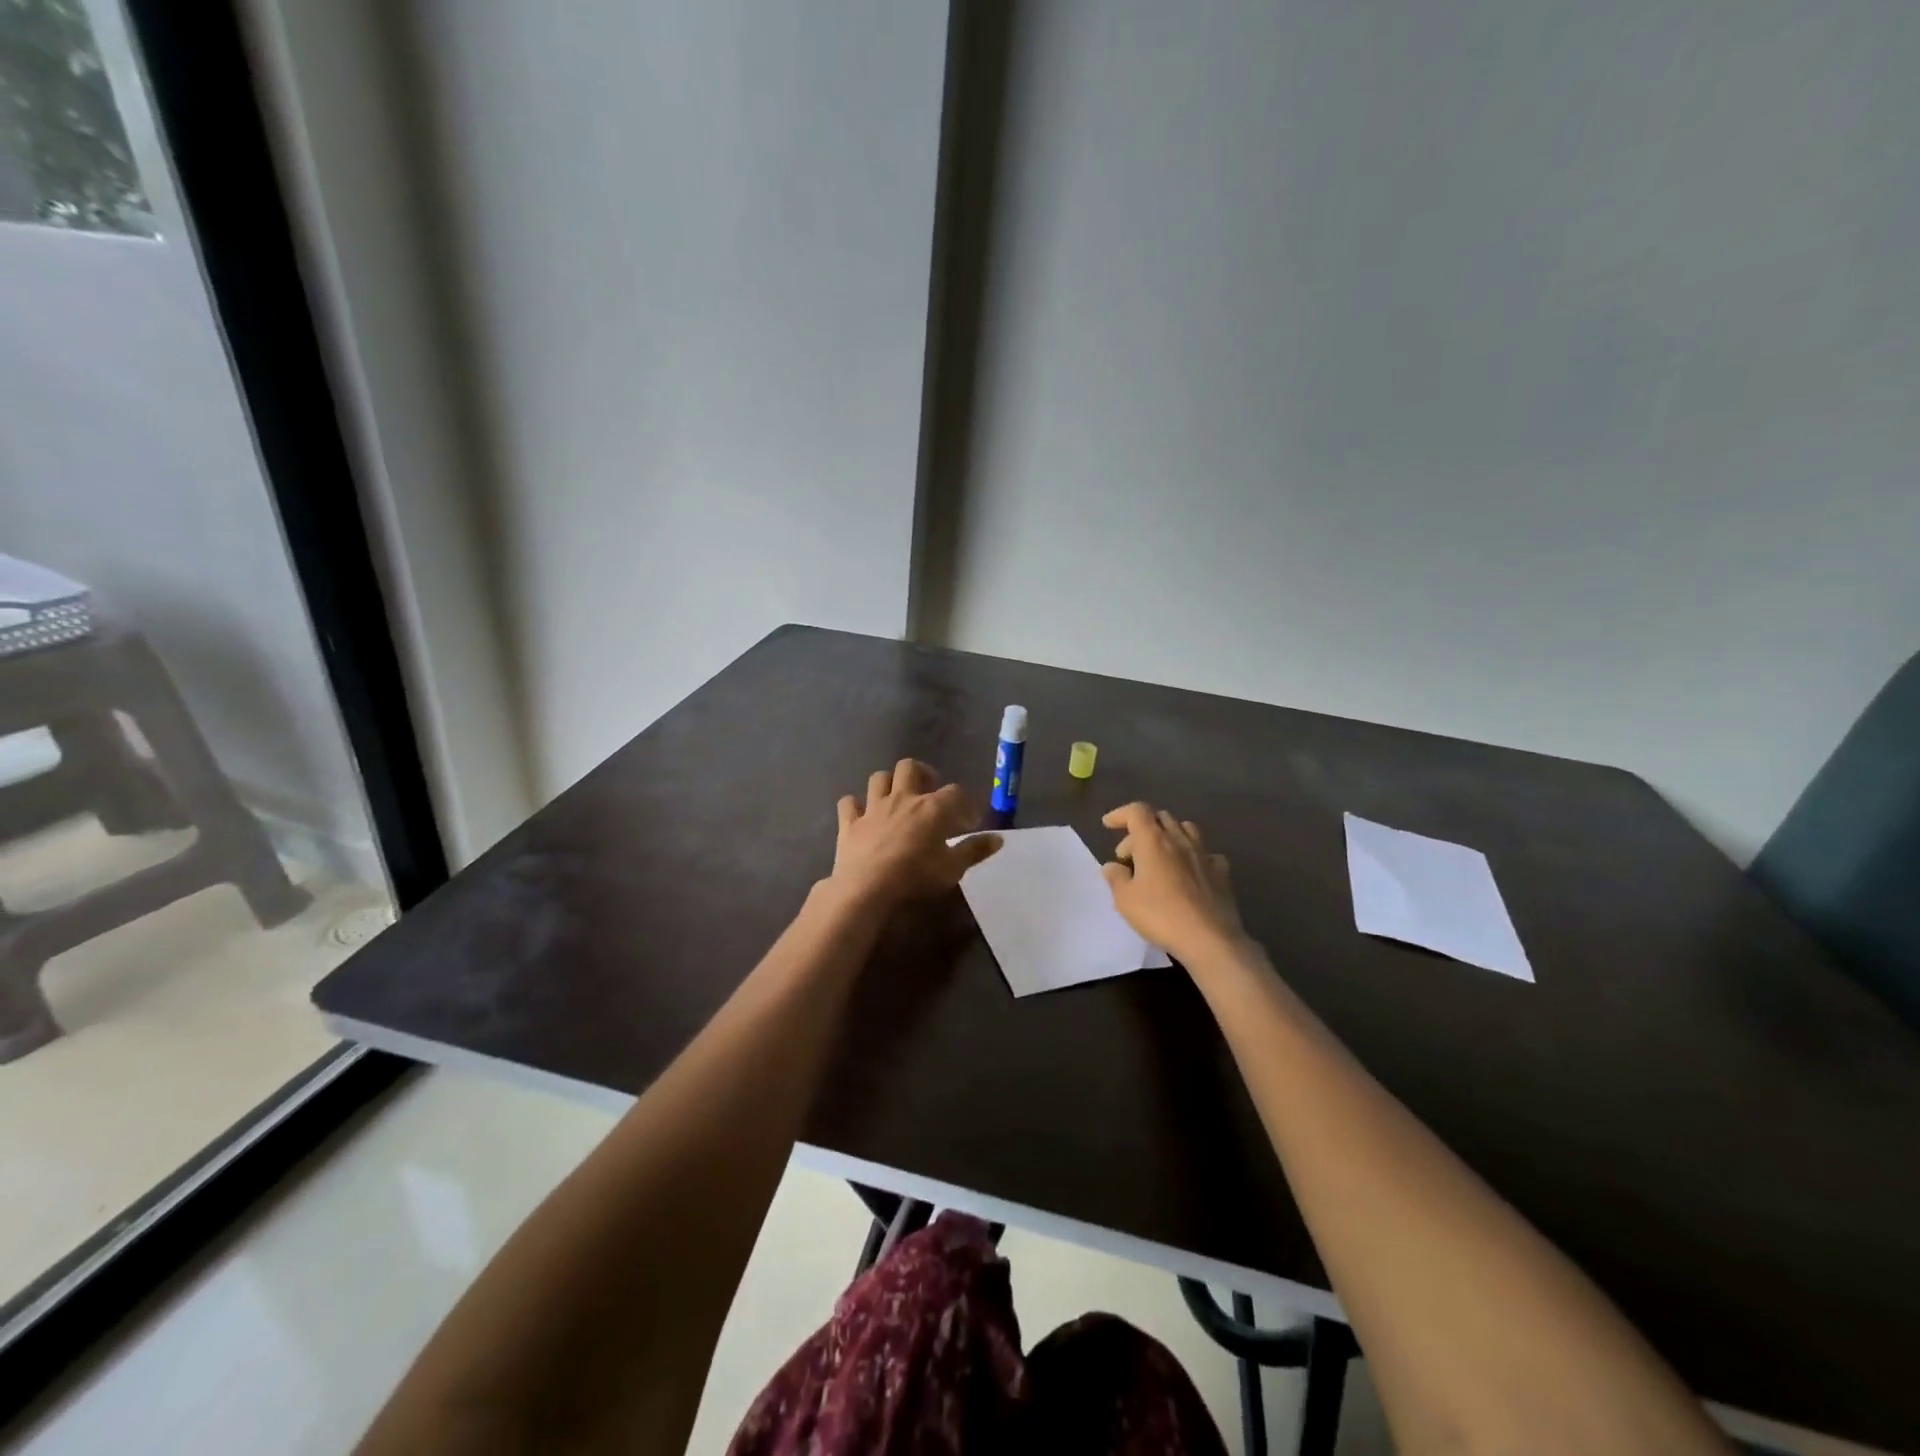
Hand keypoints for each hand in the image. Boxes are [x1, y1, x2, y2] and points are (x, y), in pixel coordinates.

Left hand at [829, 759, 1000, 907]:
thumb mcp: (953, 868)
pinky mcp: (850, 822)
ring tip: (897, 798)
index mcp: (932, 807)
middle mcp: (903, 798)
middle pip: (911, 767)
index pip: (956, 793)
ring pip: (879, 778)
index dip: (966, 804)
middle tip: (929, 792)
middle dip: (922, 774)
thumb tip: (998, 839)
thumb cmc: (915, 877)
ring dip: (889, 784)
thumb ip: (975, 850)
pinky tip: (862, 815)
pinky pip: (849, 803)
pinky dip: (856, 806)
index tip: (969, 822)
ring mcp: (873, 807)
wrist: (867, 888)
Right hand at [1101, 803, 1243, 961]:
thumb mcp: (1125, 899)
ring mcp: (1204, 855)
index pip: (1137, 811)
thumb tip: (1112, 866)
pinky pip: (1206, 854)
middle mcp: (1180, 840)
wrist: (1209, 938)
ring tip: (1158, 858)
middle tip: (1128, 855)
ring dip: (1168, 836)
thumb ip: (1116, 878)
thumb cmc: (1160, 915)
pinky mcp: (1221, 873)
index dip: (1121, 814)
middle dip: (1140, 830)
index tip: (1108, 825)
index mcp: (1154, 841)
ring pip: (1186, 829)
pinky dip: (1193, 856)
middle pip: (1160, 818)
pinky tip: (1189, 871)